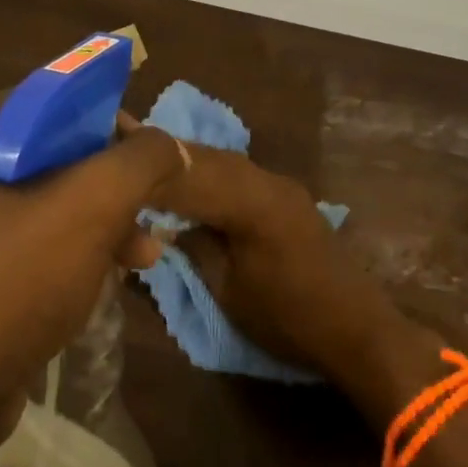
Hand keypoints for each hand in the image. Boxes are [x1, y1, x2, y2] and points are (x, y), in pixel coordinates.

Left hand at [0, 94, 185, 459]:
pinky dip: (73, 249)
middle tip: (150, 202)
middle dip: (108, 180)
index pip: (43, 99)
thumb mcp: (90, 206)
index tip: (141, 146)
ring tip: (146, 253)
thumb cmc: (13, 281)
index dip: (99, 114)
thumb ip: (140, 161)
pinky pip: (31, 241)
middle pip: (48, 153)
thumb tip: (170, 147)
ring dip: (101, 220)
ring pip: (44, 201)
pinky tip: (112, 275)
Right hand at [144, 134, 425, 401]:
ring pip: (223, 162)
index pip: (188, 173)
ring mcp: (281, 187)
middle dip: (161, 151)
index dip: (146, 167)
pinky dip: (207, 172)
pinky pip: (238, 175)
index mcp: (253, 202)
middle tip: (117, 134)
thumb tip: (165, 223)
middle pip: (206, 157)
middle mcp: (268, 182)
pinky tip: (185, 175)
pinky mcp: (287, 199)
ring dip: (184, 159)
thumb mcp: (228, 290)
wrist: (359, 332)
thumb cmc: (289, 320)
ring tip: (142, 151)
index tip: (108, 153)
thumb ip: (195, 247)